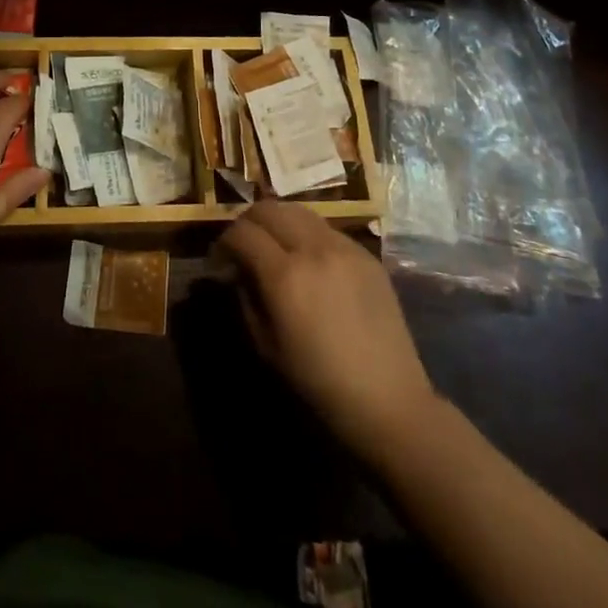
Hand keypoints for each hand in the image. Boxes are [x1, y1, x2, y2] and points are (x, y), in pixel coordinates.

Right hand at [218, 201, 436, 454]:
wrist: (388, 400)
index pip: (242, 233)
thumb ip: (247, 298)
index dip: (224, 241)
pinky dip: (307, 233)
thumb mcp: (267, 346)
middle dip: (248, 222)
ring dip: (278, 220)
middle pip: (269, 208)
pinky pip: (326, 228)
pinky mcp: (365, 253)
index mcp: (284, 275)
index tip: (219, 259)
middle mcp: (313, 248)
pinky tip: (309, 259)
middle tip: (243, 245)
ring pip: (298, 210)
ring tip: (274, 245)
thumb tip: (237, 271)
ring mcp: (343, 246)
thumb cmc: (320, 383)